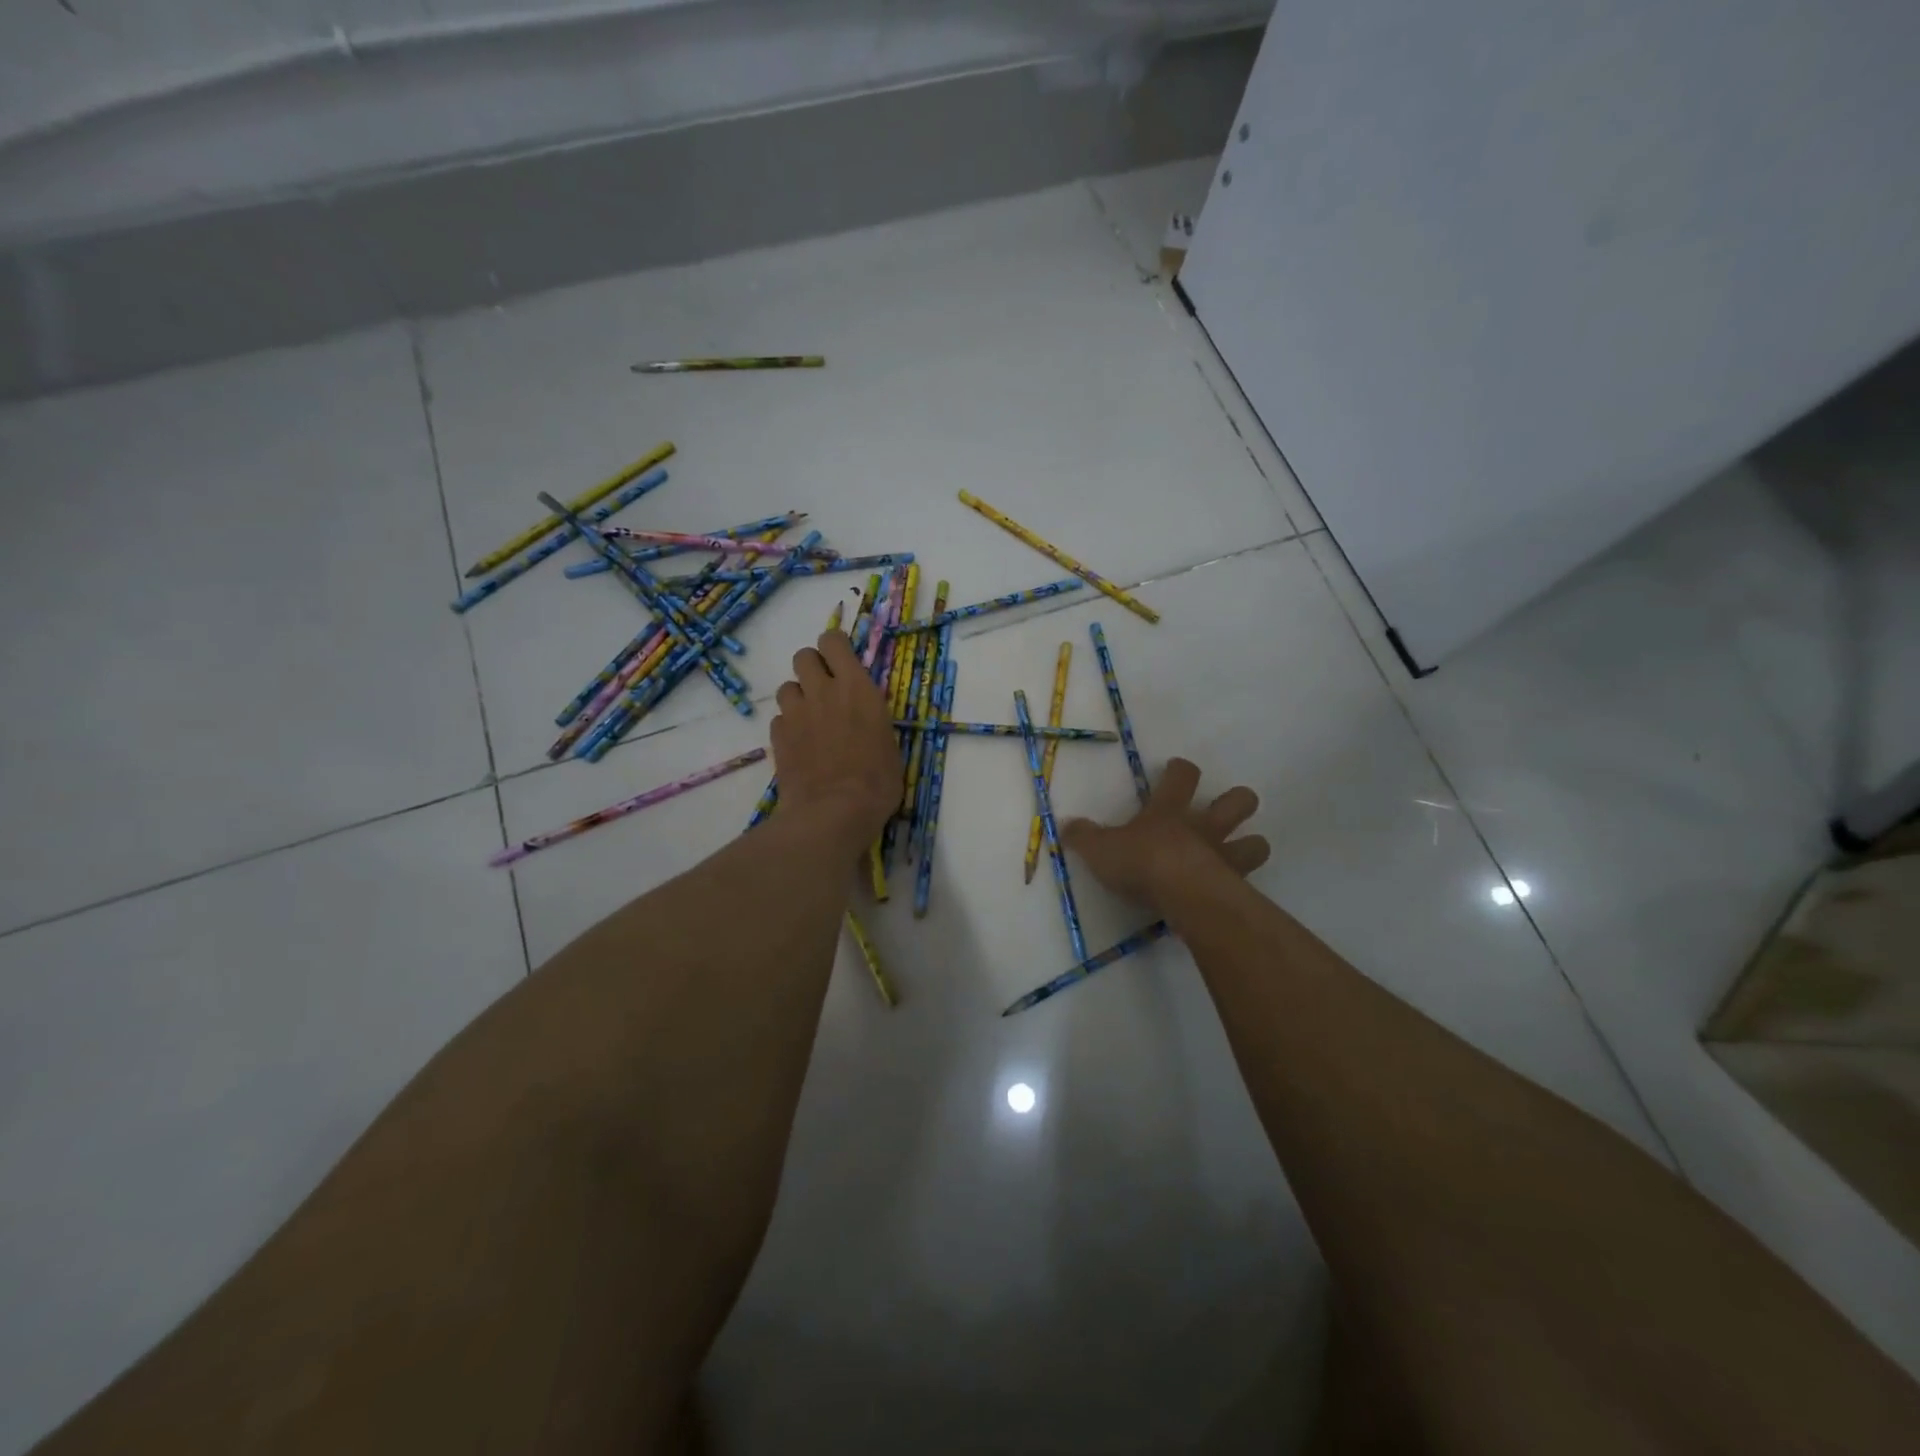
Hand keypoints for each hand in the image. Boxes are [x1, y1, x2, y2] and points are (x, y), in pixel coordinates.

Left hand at [770, 630, 900, 846]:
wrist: (833, 812)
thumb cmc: (876, 782)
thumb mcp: (889, 744)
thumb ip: (871, 719)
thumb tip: (865, 719)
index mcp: (856, 688)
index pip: (833, 641)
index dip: (834, 647)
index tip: (841, 661)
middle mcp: (823, 691)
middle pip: (803, 656)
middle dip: (812, 667)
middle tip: (824, 689)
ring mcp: (796, 713)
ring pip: (786, 686)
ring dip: (797, 697)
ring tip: (809, 719)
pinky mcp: (778, 737)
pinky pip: (779, 719)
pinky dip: (788, 726)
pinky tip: (800, 745)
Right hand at [1062, 757, 1269, 908]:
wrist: (1180, 894)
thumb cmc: (1140, 862)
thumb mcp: (1099, 849)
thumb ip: (1083, 836)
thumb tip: (1066, 825)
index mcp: (1169, 811)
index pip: (1183, 776)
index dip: (1181, 770)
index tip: (1176, 769)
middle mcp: (1204, 827)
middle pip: (1238, 800)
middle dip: (1237, 801)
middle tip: (1223, 810)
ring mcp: (1225, 856)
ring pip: (1257, 841)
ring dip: (1251, 844)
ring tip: (1239, 852)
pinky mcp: (1236, 887)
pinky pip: (1251, 881)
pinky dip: (1244, 884)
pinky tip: (1232, 892)